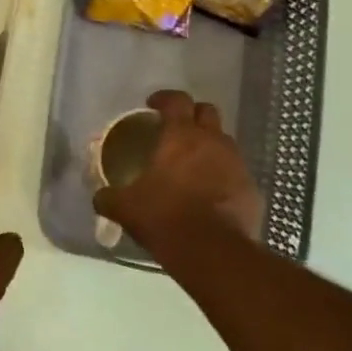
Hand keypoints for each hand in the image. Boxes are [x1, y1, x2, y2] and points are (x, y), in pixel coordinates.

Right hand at [95, 90, 262, 244]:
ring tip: (192, 165)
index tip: (152, 105)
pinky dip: (222, 176)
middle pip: (207, 111)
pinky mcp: (251, 188)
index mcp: (181, 136)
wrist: (212, 252)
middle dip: (192, 115)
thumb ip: (109, 197)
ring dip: (209, 146)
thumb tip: (100, 197)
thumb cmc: (164, 217)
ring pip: (224, 142)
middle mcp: (213, 141)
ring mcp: (237, 164)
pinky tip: (209, 194)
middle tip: (176, 130)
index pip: (176, 100)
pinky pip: (235, 172)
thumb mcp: (125, 208)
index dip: (163, 98)